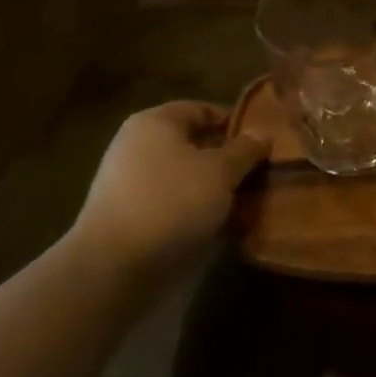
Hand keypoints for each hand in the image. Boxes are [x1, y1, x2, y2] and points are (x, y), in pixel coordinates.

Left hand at [75, 101, 269, 265]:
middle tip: (258, 174)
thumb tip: (262, 134)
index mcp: (155, 122)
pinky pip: (170, 202)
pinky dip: (194, 209)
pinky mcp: (127, 215)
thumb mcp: (221, 171)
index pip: (202, 110)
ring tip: (244, 203)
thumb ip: (245, 150)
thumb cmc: (172, 202)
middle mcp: (136, 144)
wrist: (114, 267)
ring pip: (184, 176)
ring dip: (213, 187)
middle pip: (193, 144)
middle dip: (226, 159)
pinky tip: (217, 226)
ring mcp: (128, 181)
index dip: (234, 123)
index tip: (262, 144)